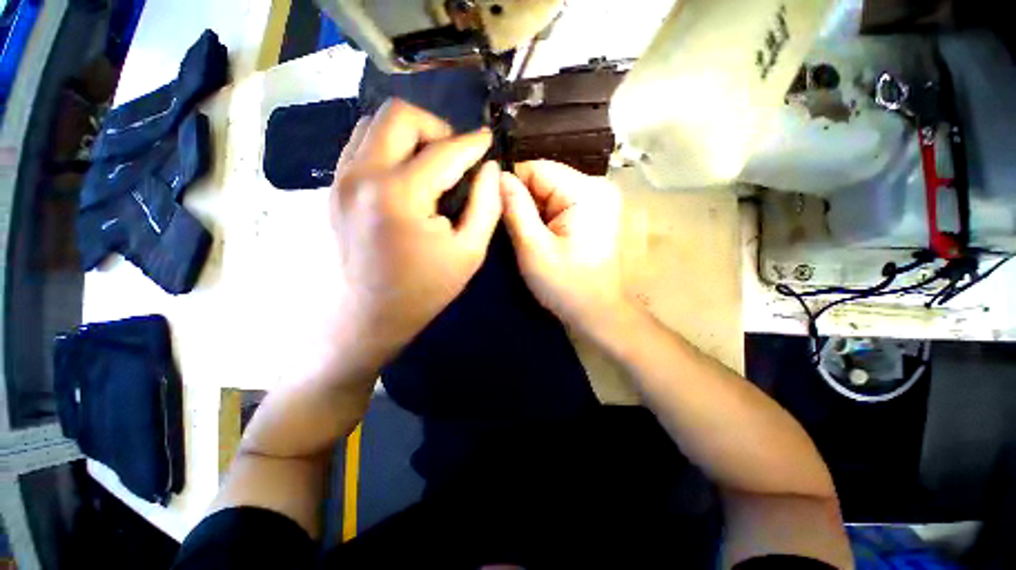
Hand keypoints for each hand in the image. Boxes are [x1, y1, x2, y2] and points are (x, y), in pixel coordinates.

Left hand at [331, 99, 500, 357]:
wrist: (369, 315)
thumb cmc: (425, 289)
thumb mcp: (469, 251)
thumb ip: (486, 204)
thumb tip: (489, 169)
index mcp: (400, 194)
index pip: (444, 150)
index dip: (472, 143)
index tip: (488, 141)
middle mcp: (363, 175)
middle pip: (399, 115)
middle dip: (436, 128)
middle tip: (454, 157)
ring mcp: (342, 179)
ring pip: (374, 124)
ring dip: (410, 136)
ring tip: (430, 165)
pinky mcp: (335, 188)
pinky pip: (361, 146)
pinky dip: (389, 148)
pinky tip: (406, 177)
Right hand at [500, 160, 624, 330]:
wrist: (598, 312)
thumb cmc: (566, 285)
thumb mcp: (533, 248)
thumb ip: (515, 209)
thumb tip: (497, 176)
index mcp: (585, 191)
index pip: (535, 168)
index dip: (512, 187)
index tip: (498, 212)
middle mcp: (596, 186)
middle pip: (544, 179)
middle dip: (525, 203)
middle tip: (516, 233)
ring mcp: (598, 199)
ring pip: (549, 192)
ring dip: (534, 213)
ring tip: (530, 239)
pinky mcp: (594, 212)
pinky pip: (559, 204)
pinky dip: (546, 218)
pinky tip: (543, 239)